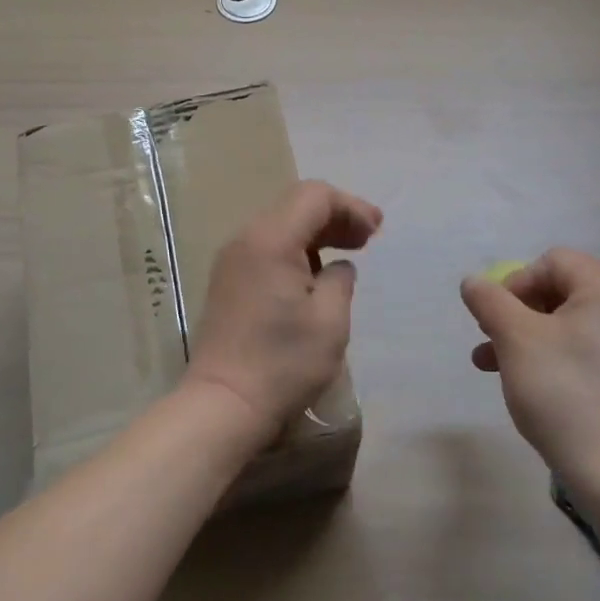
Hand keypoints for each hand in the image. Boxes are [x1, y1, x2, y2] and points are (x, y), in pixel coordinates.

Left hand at [185, 181, 383, 442]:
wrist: (223, 404)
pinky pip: (266, 246)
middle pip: (295, 204)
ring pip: (280, 224)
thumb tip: (337, 267)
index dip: (350, 206)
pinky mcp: (228, 280)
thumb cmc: (283, 364)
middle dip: (335, 215)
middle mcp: (246, 239)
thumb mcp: (329, 321)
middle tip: (368, 238)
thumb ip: (340, 280)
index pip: (314, 196)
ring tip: (348, 252)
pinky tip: (315, 272)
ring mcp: (232, 259)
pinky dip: (296, 248)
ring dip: (316, 231)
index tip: (376, 232)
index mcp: (270, 240)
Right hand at [460, 249, 599, 488]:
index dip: (517, 282)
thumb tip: (474, 282)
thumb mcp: (515, 338)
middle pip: (561, 290)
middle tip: (489, 337)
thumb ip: (489, 301)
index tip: (497, 317)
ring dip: (526, 336)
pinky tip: (524, 383)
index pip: (554, 261)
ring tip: (489, 364)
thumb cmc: (562, 391)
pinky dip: (552, 356)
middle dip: (517, 311)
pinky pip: (585, 350)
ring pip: (568, 324)